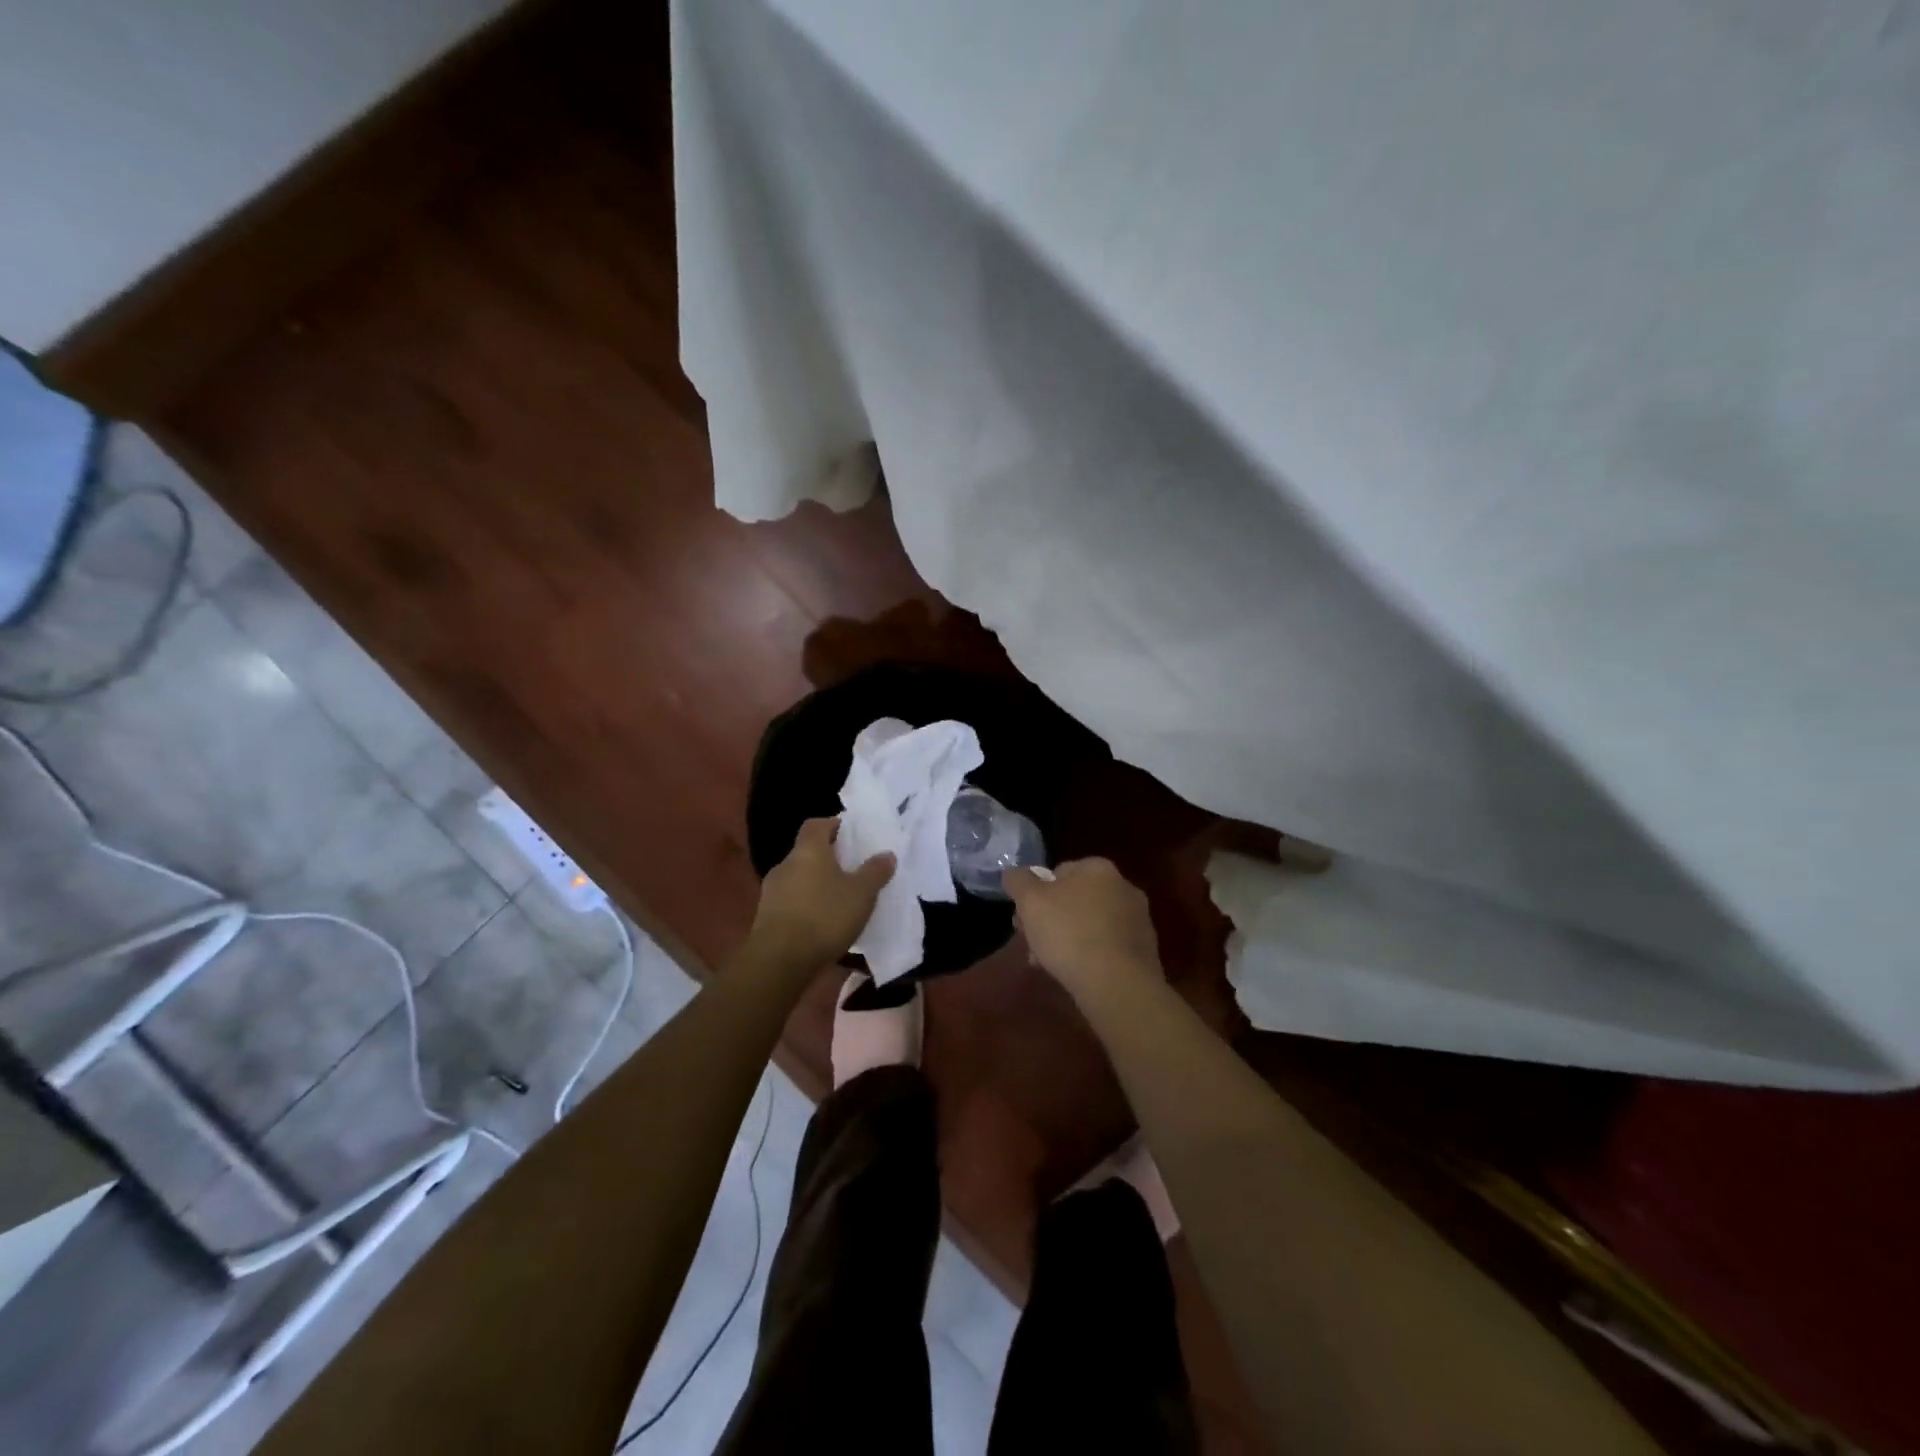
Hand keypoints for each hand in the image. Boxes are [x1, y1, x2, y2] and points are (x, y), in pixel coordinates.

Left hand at [749, 817, 894, 975]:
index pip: (816, 824)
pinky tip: (822, 923)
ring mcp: (771, 891)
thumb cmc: (824, 917)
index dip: (833, 825)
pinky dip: (806, 905)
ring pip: (798, 878)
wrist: (779, 961)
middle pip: (807, 852)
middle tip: (852, 869)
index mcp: (808, 850)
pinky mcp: (766, 917)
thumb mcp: (861, 894)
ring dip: (816, 884)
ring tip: (839, 900)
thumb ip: (875, 872)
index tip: (851, 834)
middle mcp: (785, 864)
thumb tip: (887, 854)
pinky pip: (791, 901)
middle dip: (828, 858)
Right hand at [1004, 857, 1162, 1005]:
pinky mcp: (1144, 950)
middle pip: (1074, 900)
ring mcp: (1138, 919)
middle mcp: (1123, 887)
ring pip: (1090, 925)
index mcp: (1098, 868)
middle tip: (1032, 945)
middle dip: (1050, 920)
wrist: (1117, 984)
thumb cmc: (1069, 933)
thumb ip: (1018, 881)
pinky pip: (1107, 947)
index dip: (1036, 895)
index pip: (1059, 872)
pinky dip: (1090, 957)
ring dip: (1068, 940)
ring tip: (1048, 965)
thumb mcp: (1030, 901)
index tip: (1023, 919)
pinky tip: (1075, 975)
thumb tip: (1014, 873)